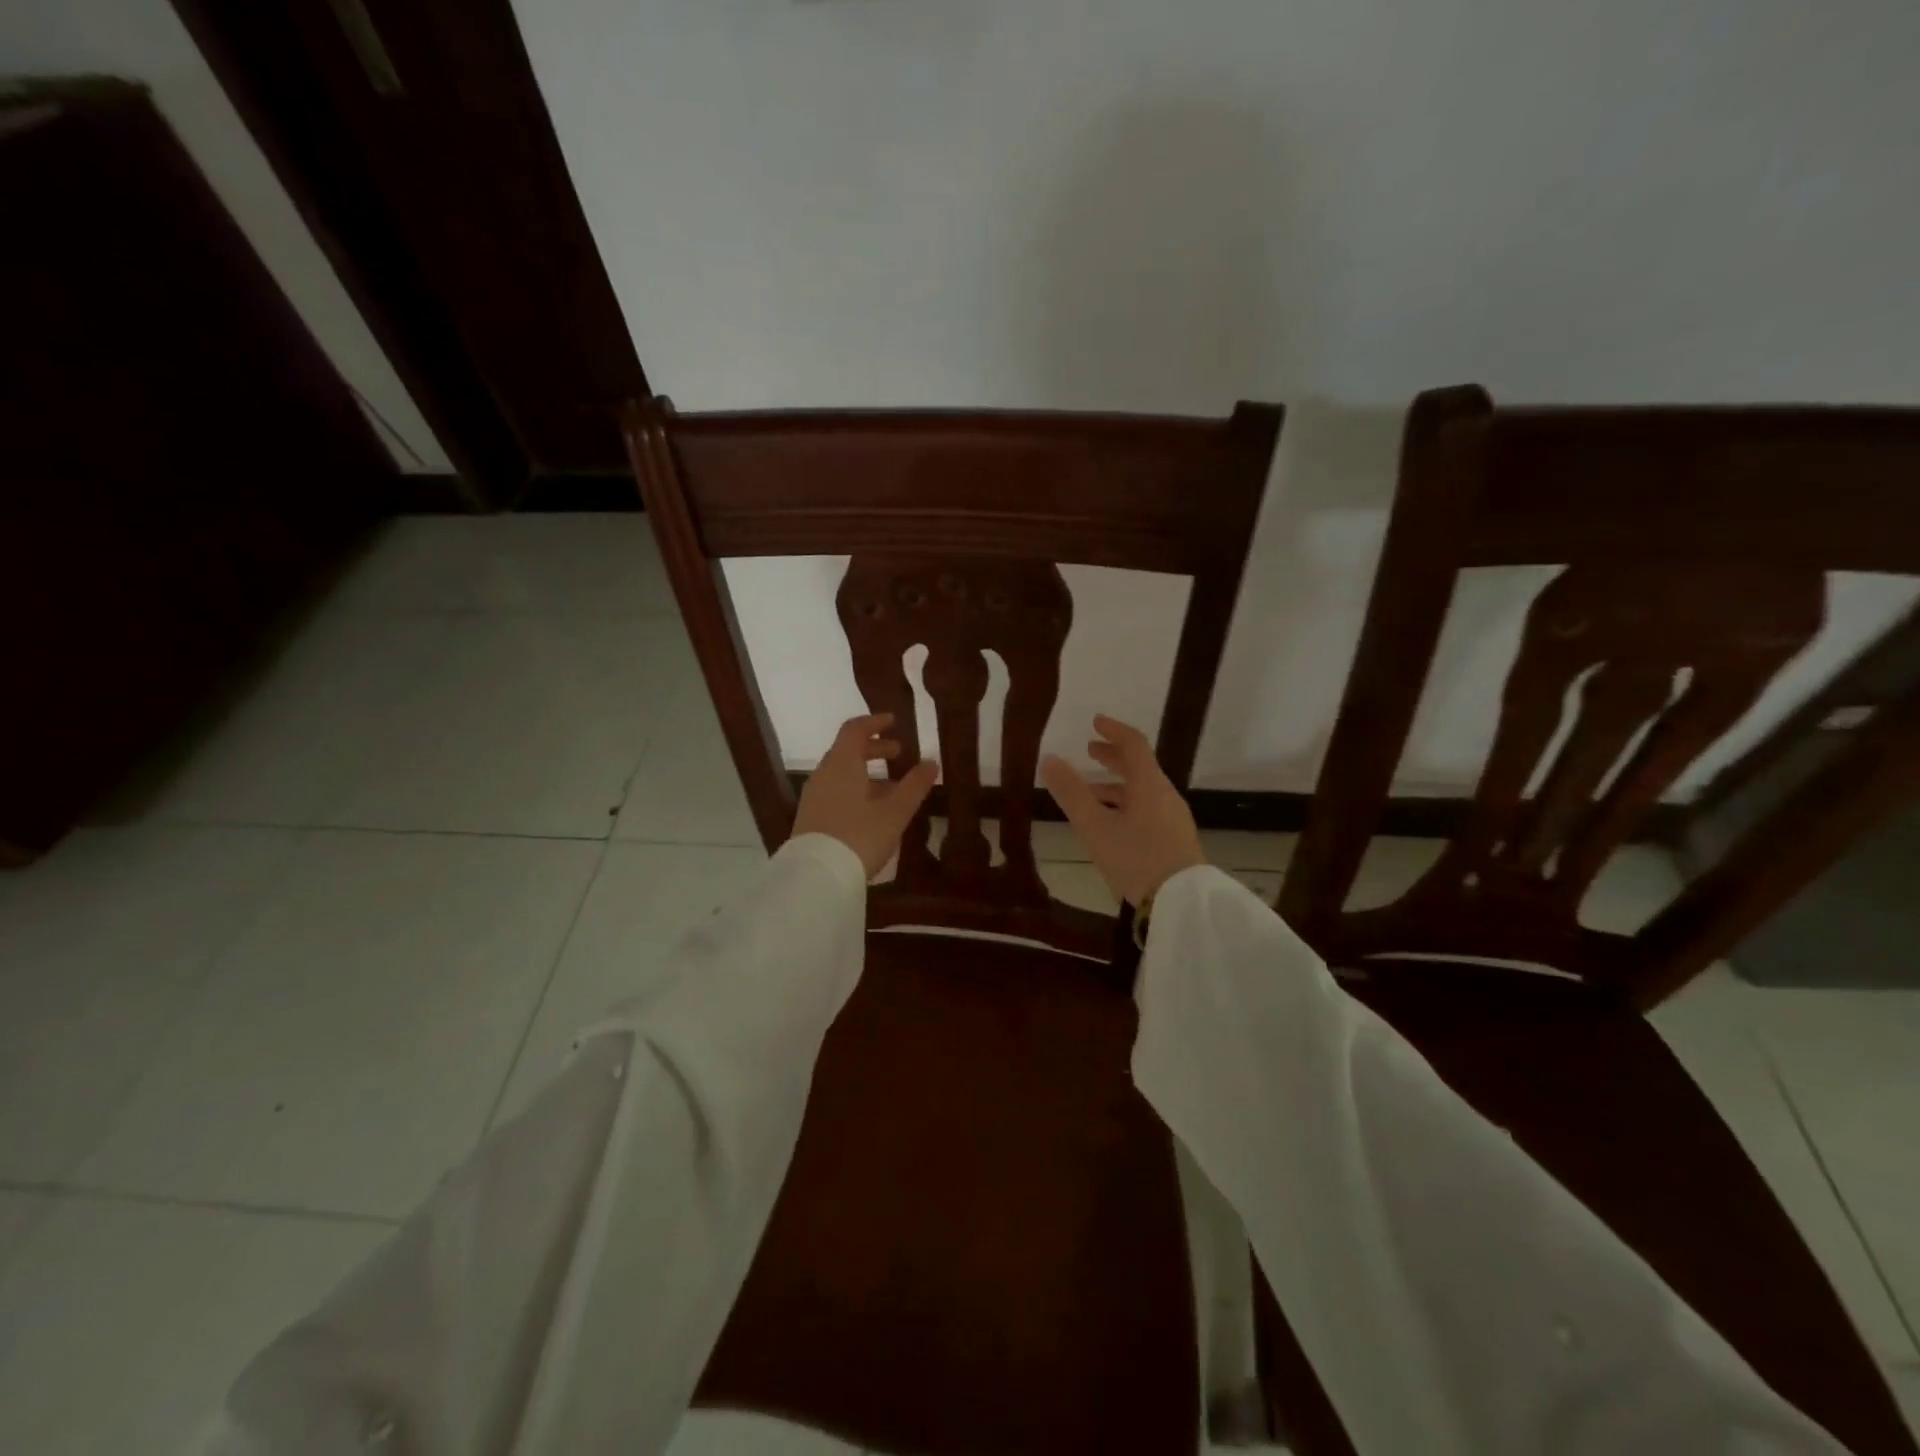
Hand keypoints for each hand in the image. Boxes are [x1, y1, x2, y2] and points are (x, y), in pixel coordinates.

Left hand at [794, 713, 939, 879]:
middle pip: (847, 750)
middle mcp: (824, 774)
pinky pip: (835, 791)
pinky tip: (872, 810)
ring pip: (841, 773)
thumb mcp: (895, 812)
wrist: (817, 876)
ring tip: (892, 787)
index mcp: (842, 764)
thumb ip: (914, 785)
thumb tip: (931, 762)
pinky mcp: (810, 817)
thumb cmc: (860, 836)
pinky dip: (855, 789)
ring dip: (866, 772)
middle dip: (874, 748)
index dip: (874, 722)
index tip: (894, 722)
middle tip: (898, 754)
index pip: (854, 729)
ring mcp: (814, 796)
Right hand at [1041, 714, 1204, 905]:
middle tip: (1091, 751)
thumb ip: (1071, 793)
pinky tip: (1111, 824)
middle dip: (1114, 757)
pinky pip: (1148, 808)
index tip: (1095, 722)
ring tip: (1091, 793)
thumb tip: (1048, 758)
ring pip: (1143, 790)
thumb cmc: (1136, 858)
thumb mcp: (1095, 827)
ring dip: (1117, 785)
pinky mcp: (1175, 838)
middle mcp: (1164, 795)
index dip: (1113, 730)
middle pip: (1140, 767)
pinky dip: (1126, 803)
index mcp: (1149, 785)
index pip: (1134, 744)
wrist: (1182, 902)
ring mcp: (1173, 818)